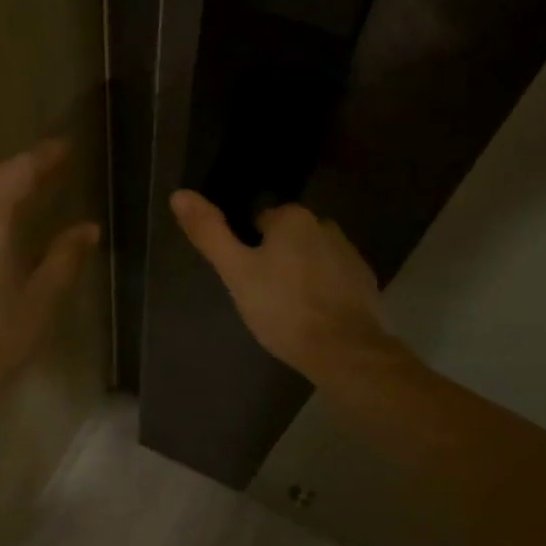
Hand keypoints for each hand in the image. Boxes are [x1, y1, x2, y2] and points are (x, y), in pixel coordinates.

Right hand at [170, 190, 389, 381]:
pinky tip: (313, 318)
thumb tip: (178, 194)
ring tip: (287, 311)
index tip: (245, 279)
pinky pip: (333, 279)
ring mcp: (350, 254)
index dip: (247, 250)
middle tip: (262, 297)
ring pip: (311, 258)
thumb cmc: (283, 308)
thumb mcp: (236, 272)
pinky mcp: (366, 282)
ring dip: (299, 275)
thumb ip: (209, 232)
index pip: (259, 222)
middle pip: (287, 239)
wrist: (345, 351)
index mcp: (293, 218)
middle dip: (274, 261)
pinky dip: (322, 293)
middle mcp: (325, 225)